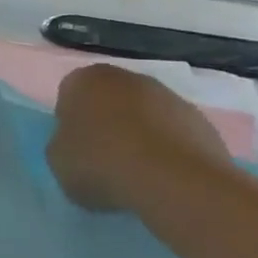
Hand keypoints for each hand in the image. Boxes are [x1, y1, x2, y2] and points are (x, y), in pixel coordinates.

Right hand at [47, 65, 230, 212]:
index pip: (69, 94)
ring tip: (135, 172)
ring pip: (144, 114)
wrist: (173, 179)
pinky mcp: (200, 119)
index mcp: (86, 80)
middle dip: (106, 122)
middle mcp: (128, 77)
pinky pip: (172, 133)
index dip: (69, 122)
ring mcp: (169, 96)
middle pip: (109, 99)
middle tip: (102, 158)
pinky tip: (162, 175)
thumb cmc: (101, 164)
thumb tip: (77, 143)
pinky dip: (166, 149)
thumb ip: (62, 144)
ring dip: (138, 134)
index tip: (74, 148)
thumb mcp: (57, 161)